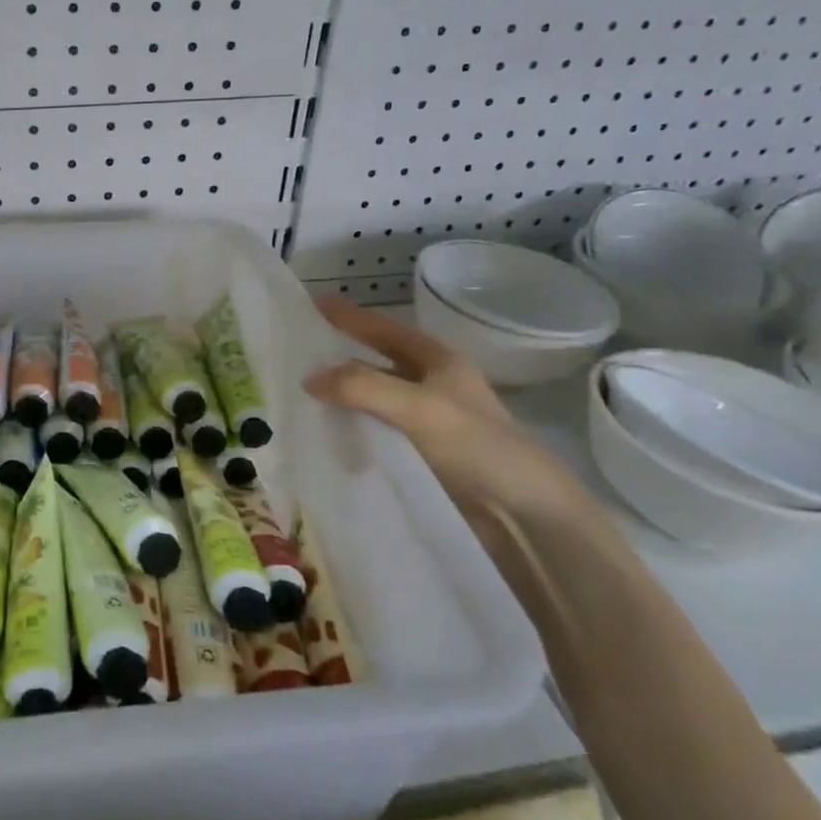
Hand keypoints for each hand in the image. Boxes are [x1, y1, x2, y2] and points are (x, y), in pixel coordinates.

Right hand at [303, 297, 601, 536]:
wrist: (524, 516)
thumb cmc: (478, 448)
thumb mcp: (419, 407)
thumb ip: (363, 387)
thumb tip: (309, 379)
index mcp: (439, 362)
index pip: (384, 329)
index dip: (349, 316)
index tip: (311, 302)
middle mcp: (433, 387)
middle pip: (377, 362)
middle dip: (340, 355)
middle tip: (295, 352)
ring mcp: (427, 424)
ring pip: (374, 399)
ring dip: (342, 396)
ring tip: (299, 394)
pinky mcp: (421, 457)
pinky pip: (376, 433)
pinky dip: (351, 429)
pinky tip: (325, 435)